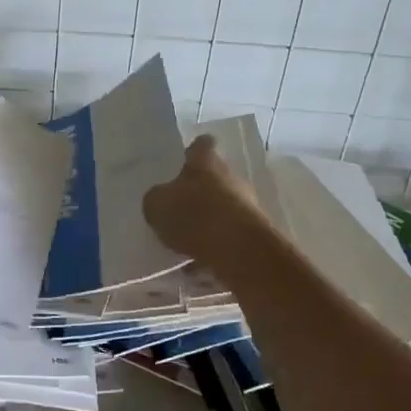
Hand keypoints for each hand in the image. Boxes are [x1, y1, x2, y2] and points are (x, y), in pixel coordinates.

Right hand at [143, 136, 271, 262]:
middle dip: (199, 191)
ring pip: (222, 208)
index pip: (202, 145)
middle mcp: (230, 177)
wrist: (240, 251)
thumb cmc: (194, 216)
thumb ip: (157, 199)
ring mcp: (246, 205)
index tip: (186, 158)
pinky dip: (214, 246)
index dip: (194, 151)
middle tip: (178, 207)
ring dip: (207, 221)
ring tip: (184, 242)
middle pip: (214, 178)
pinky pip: (228, 236)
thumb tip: (161, 199)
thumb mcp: (157, 205)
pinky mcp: (254, 233)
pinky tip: (196, 264)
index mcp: (205, 162)